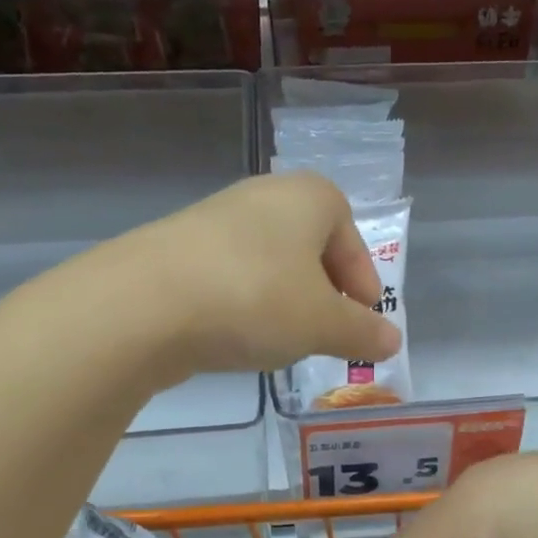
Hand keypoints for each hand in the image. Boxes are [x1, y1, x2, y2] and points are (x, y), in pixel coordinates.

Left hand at [115, 173, 400, 376]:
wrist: (144, 304)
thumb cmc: (256, 299)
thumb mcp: (323, 324)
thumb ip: (362, 332)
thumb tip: (392, 342)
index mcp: (308, 197)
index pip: (350, 235)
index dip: (363, 280)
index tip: (365, 318)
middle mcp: (262, 196)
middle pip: (309, 245)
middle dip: (324, 290)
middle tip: (329, 330)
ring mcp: (214, 220)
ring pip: (269, 262)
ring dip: (284, 298)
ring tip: (284, 338)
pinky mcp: (177, 249)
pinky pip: (231, 276)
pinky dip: (246, 303)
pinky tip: (238, 335)